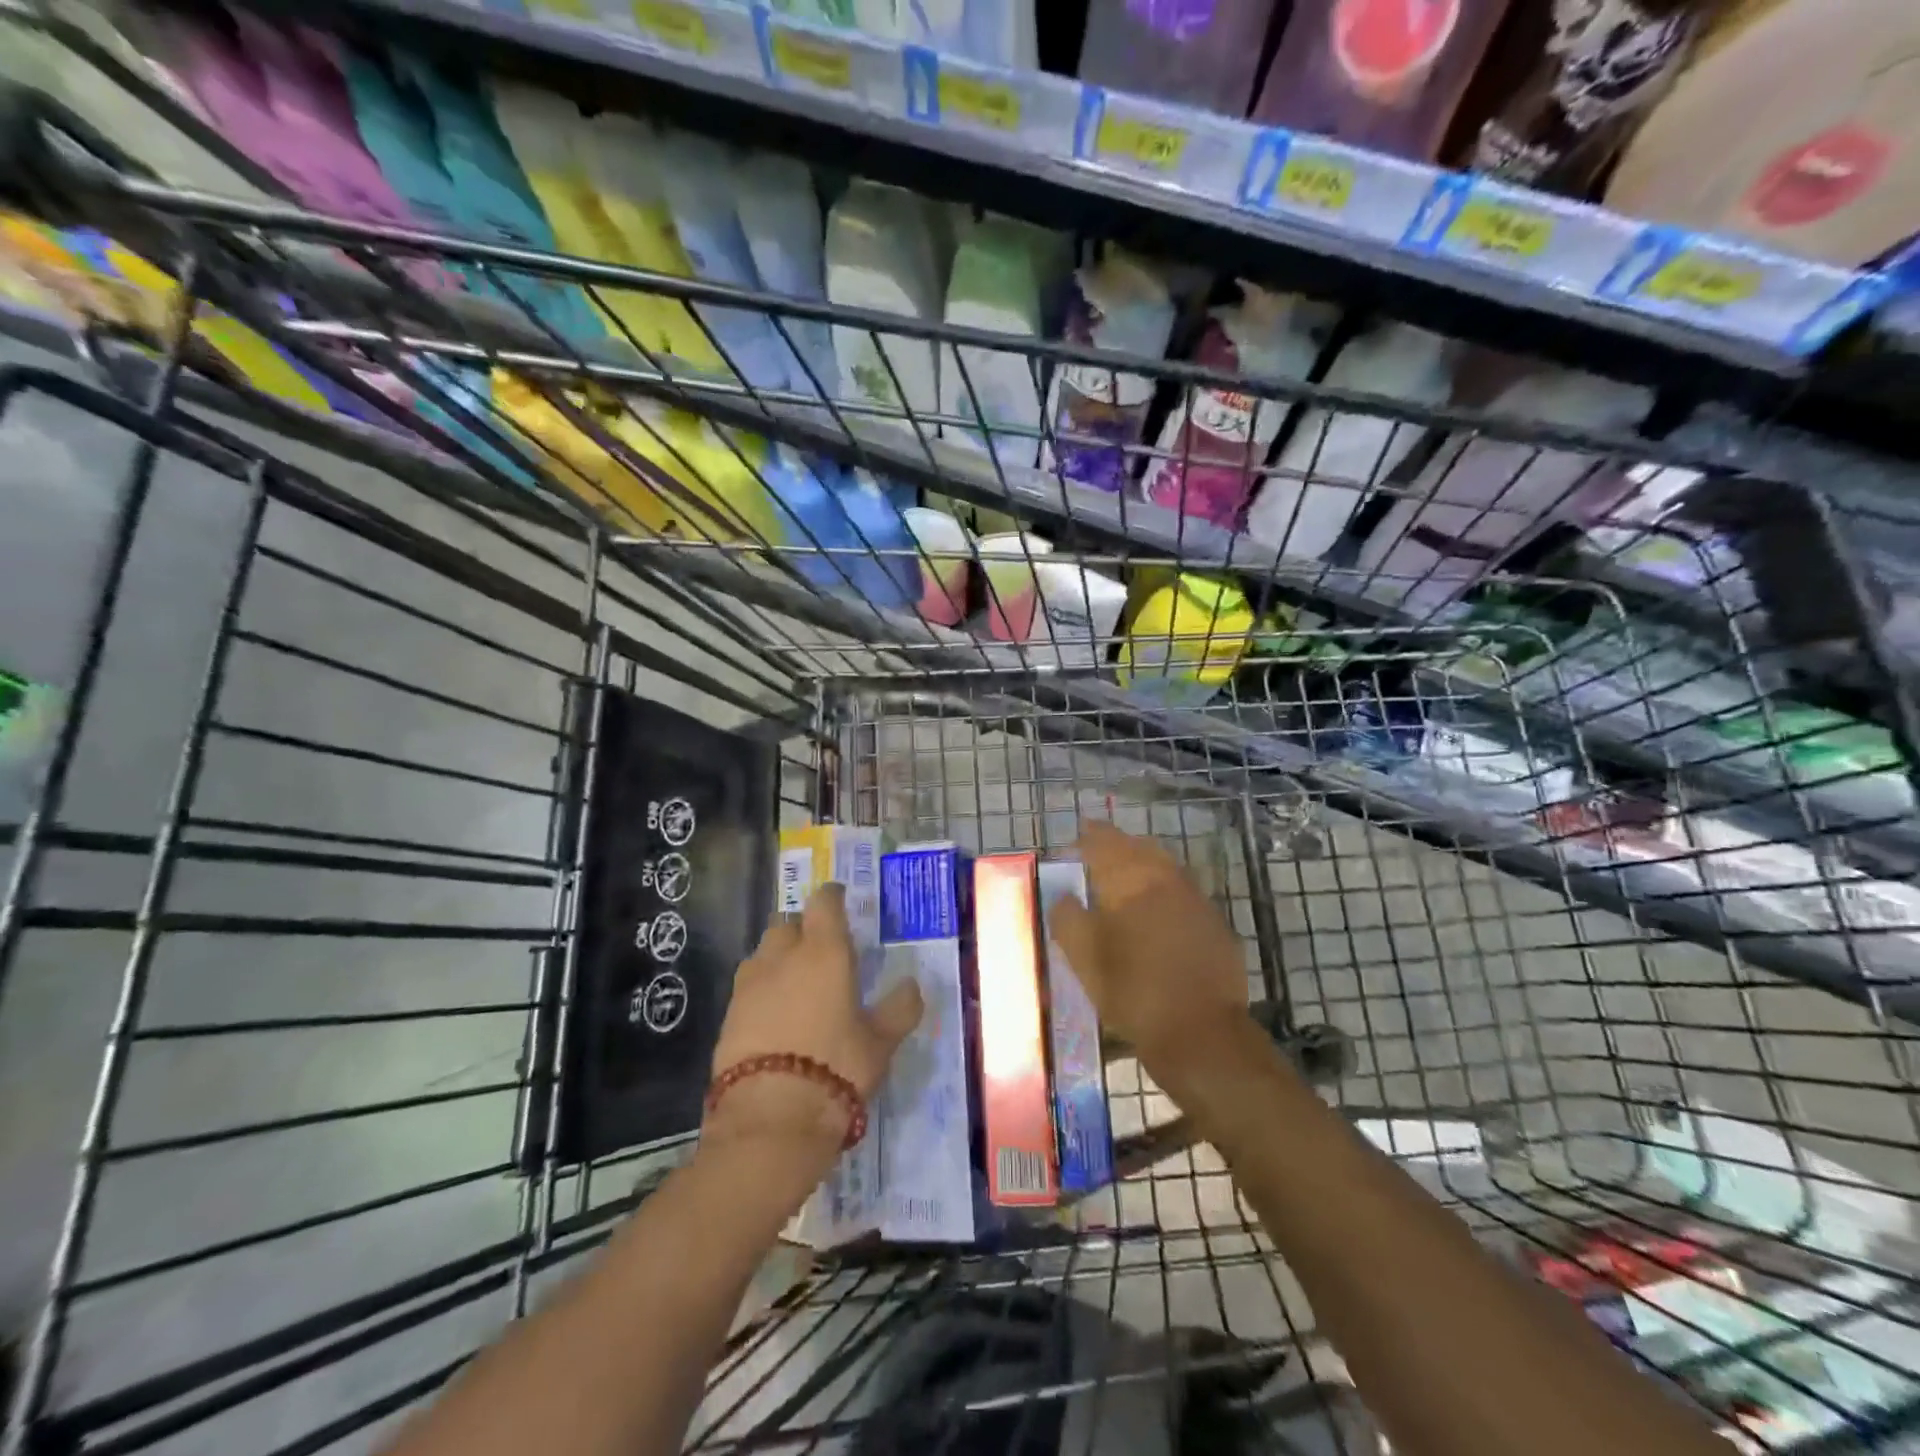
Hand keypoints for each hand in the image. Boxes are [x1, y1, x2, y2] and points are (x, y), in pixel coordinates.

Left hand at [705, 885, 923, 1167]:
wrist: (770, 1119)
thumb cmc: (836, 1069)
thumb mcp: (881, 1043)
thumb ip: (900, 1009)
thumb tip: (913, 986)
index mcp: (824, 952)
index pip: (824, 903)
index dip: (832, 897)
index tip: (840, 900)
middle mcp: (783, 957)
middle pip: (787, 924)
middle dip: (802, 929)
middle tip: (820, 950)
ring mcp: (750, 985)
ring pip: (763, 954)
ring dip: (778, 959)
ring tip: (795, 984)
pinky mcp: (728, 1015)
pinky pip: (747, 988)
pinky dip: (761, 991)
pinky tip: (774, 1016)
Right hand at [1050, 822, 1248, 1086]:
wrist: (1200, 1032)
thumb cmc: (1131, 990)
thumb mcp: (1082, 958)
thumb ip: (1067, 918)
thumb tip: (1064, 895)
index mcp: (1129, 878)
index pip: (1103, 840)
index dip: (1087, 837)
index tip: (1074, 840)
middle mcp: (1165, 877)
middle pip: (1138, 846)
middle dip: (1117, 847)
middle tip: (1098, 856)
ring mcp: (1195, 898)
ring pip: (1164, 867)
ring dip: (1143, 866)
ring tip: (1125, 883)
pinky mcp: (1215, 923)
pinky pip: (1183, 893)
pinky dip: (1165, 892)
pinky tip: (1157, 914)